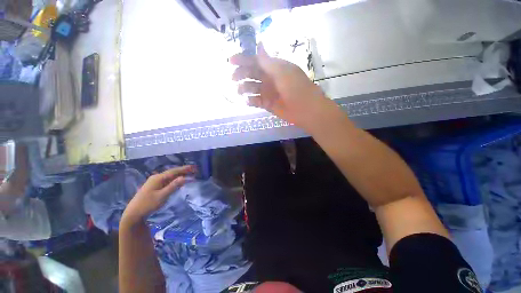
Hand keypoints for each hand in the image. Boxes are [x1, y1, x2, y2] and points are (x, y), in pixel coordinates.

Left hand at [122, 166, 195, 224]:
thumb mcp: (162, 196)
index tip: (194, 167)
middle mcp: (156, 177)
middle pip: (172, 172)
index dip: (185, 169)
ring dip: (180, 175)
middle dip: (183, 171)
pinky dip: (175, 179)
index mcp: (158, 178)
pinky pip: (167, 180)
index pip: (174, 171)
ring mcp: (154, 182)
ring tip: (189, 174)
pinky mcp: (154, 186)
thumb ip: (173, 186)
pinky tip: (178, 181)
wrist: (133, 214)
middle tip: (194, 170)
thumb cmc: (148, 205)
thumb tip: (184, 178)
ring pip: (170, 176)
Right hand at [230, 43, 329, 128]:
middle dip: (241, 74)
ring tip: (240, 91)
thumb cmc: (295, 88)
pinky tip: (247, 101)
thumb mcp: (282, 71)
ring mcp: (268, 92)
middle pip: (251, 74)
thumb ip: (268, 61)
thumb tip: (259, 44)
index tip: (230, 62)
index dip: (243, 60)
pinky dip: (250, 101)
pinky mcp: (268, 104)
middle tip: (233, 78)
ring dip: (244, 88)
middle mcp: (269, 79)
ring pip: (252, 88)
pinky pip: (256, 101)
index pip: (256, 61)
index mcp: (274, 68)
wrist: (305, 109)